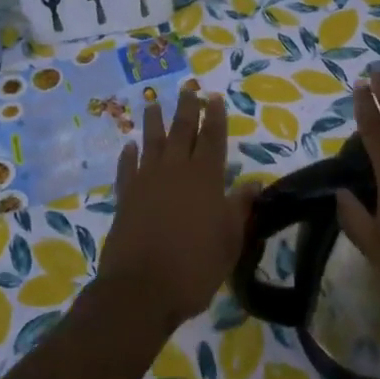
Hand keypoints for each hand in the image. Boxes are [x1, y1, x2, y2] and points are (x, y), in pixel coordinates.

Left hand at [96, 87, 258, 332]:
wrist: (141, 289)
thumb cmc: (195, 267)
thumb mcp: (230, 240)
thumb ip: (240, 207)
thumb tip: (254, 182)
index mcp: (205, 178)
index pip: (213, 139)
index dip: (215, 117)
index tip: (214, 97)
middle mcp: (175, 171)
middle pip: (182, 132)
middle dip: (187, 109)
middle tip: (188, 89)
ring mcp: (146, 182)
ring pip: (151, 143)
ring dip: (153, 122)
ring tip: (153, 103)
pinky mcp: (125, 198)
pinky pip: (127, 169)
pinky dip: (128, 156)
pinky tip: (129, 146)